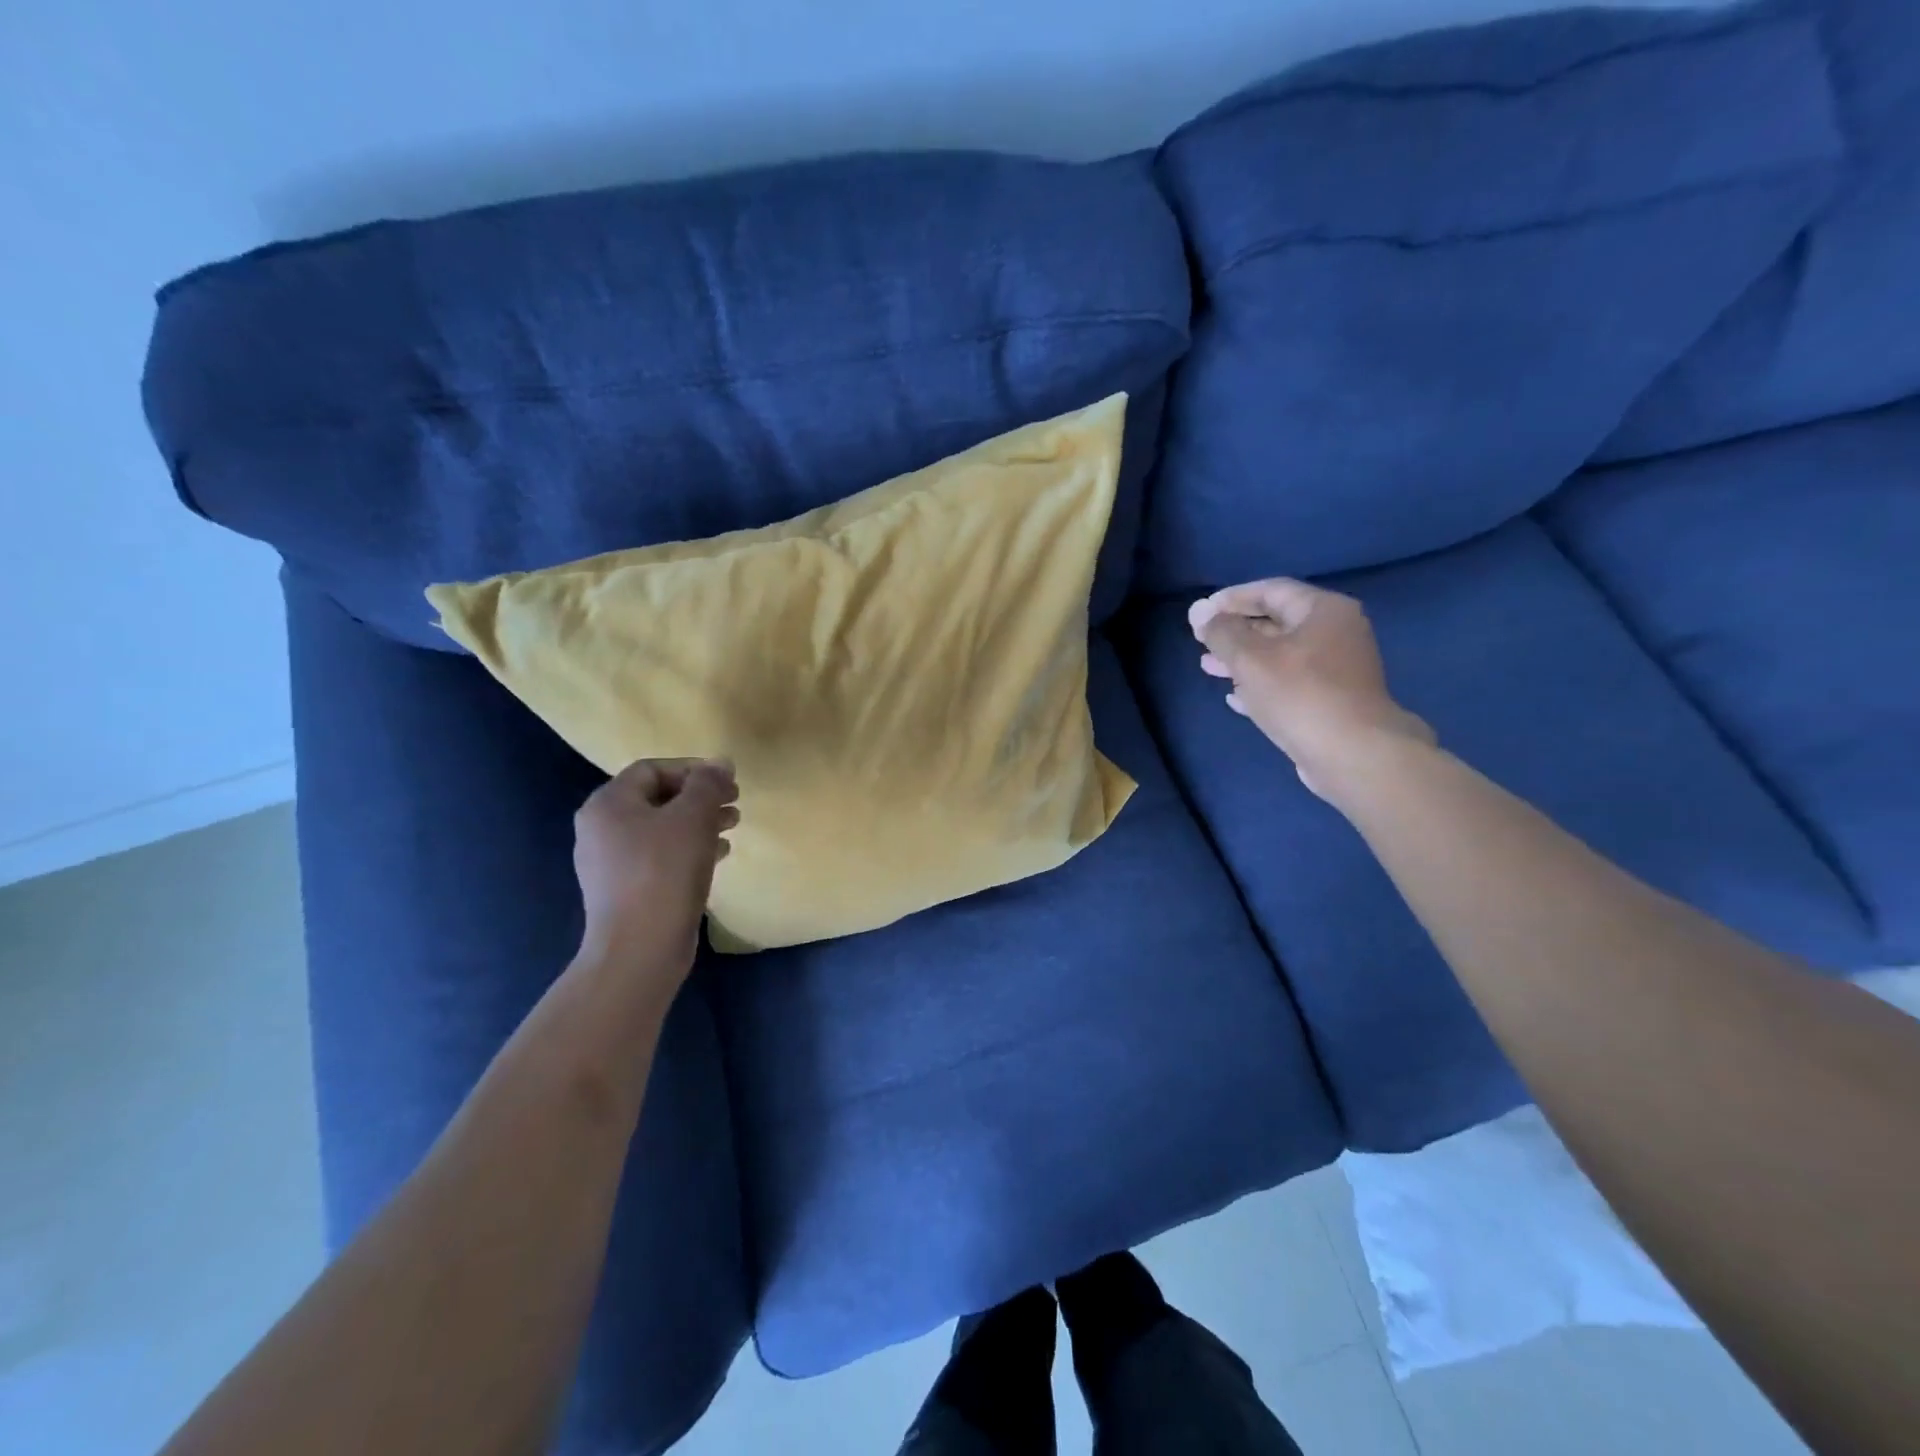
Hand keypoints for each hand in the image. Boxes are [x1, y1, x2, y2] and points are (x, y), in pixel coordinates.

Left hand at [572, 759, 738, 977]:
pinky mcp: (626, 889)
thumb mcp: (693, 818)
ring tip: (732, 826)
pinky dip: (689, 848)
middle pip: (657, 798)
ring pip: (661, 828)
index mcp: (608, 804)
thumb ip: (708, 784)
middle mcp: (601, 829)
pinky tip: (717, 856)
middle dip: (699, 797)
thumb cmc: (664, 872)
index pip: (652, 769)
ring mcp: (611, 862)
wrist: (639, 949)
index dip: (693, 769)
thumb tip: (721, 762)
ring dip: (699, 822)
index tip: (727, 782)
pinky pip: (660, 856)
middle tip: (734, 803)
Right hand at [1190, 579, 1432, 799]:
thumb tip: (1199, 611)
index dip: (1232, 598)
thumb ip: (1221, 632)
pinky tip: (1234, 697)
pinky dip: (1262, 685)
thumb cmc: (1300, 695)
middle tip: (1201, 641)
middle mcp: (1337, 633)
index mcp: (1324, 611)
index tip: (1201, 612)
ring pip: (1281, 656)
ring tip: (1208, 668)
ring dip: (1243, 661)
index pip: (1271, 590)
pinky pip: (1291, 683)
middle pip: (1277, 623)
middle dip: (1236, 632)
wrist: (1353, 754)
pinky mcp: (1333, 701)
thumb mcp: (1250, 658)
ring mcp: (1338, 669)